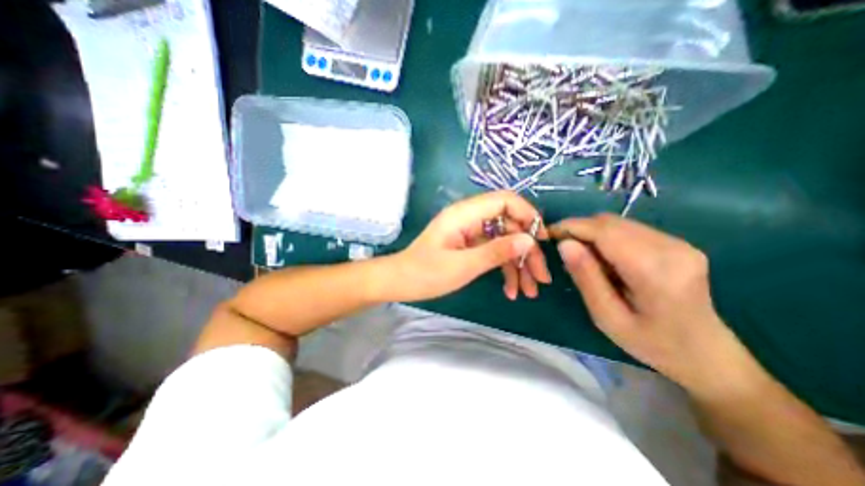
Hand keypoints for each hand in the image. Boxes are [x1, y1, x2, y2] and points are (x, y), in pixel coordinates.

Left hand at [389, 193, 550, 300]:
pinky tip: (511, 290)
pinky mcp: (470, 245)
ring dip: (519, 264)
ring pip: (505, 240)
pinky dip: (505, 268)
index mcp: (465, 214)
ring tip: (529, 291)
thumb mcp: (463, 265)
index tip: (542, 241)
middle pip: (509, 224)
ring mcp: (471, 232)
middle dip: (527, 250)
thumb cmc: (426, 273)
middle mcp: (470, 218)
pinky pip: (494, 251)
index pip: (506, 200)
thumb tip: (529, 240)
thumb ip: (496, 251)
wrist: (401, 282)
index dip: (528, 215)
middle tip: (540, 278)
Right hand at [553, 214, 750, 391]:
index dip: (572, 227)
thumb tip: (564, 243)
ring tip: (582, 256)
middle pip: (611, 222)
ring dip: (592, 233)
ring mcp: (678, 243)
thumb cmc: (650, 343)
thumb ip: (586, 278)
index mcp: (655, 271)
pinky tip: (604, 258)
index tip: (548, 235)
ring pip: (618, 223)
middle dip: (579, 229)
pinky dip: (607, 237)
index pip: (604, 232)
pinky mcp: (676, 243)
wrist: (706, 354)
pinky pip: (629, 229)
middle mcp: (672, 248)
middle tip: (562, 248)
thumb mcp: (607, 317)